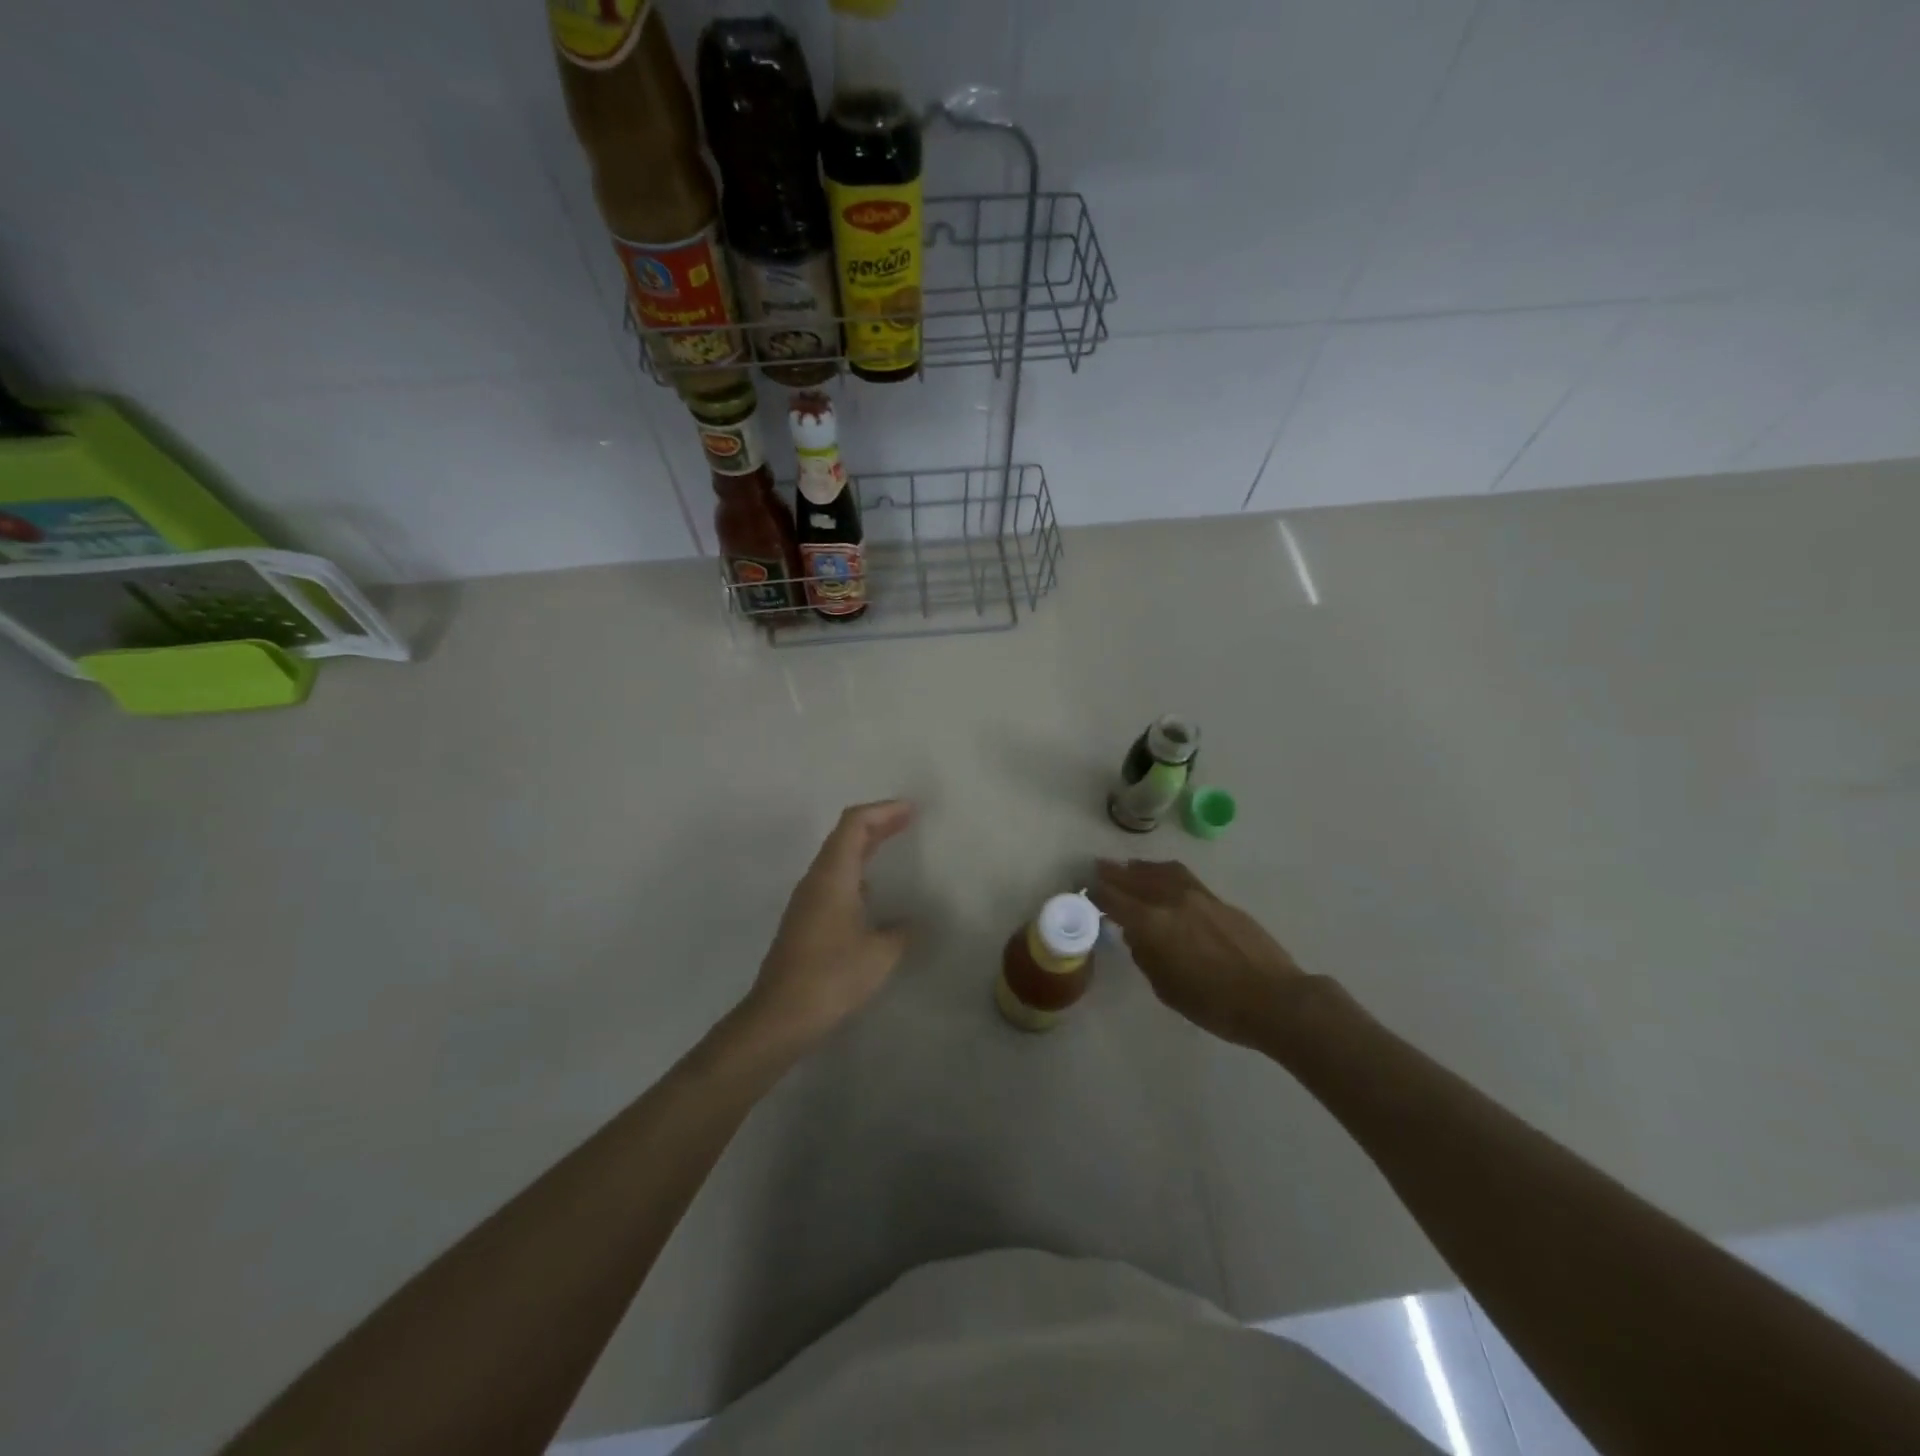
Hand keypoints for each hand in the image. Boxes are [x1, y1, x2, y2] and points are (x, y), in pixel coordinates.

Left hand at [746, 800, 915, 1044]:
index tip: (911, 810)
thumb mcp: (880, 954)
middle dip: (877, 823)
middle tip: (908, 819)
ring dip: (865, 847)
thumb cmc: (831, 977)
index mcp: (833, 876)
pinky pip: (833, 880)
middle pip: (844, 836)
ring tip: (892, 846)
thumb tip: (909, 924)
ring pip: (837, 858)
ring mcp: (806, 901)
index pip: (854, 823)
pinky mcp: (804, 921)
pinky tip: (872, 893)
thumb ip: (900, 932)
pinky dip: (856, 871)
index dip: (883, 810)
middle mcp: (816, 880)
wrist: (780, 1016)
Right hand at [1090, 859, 1309, 1047]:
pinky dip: (1165, 873)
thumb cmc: (1214, 1005)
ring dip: (1141, 868)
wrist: (1274, 999)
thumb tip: (1137, 936)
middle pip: (1135, 879)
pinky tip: (1164, 878)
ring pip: (1162, 871)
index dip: (1098, 893)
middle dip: (1114, 873)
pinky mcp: (1220, 901)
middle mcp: (1172, 901)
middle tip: (1099, 867)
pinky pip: (1184, 878)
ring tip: (1130, 867)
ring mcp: (1199, 896)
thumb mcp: (1166, 989)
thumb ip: (1146, 956)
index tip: (1086, 888)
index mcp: (1153, 924)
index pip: (1115, 900)